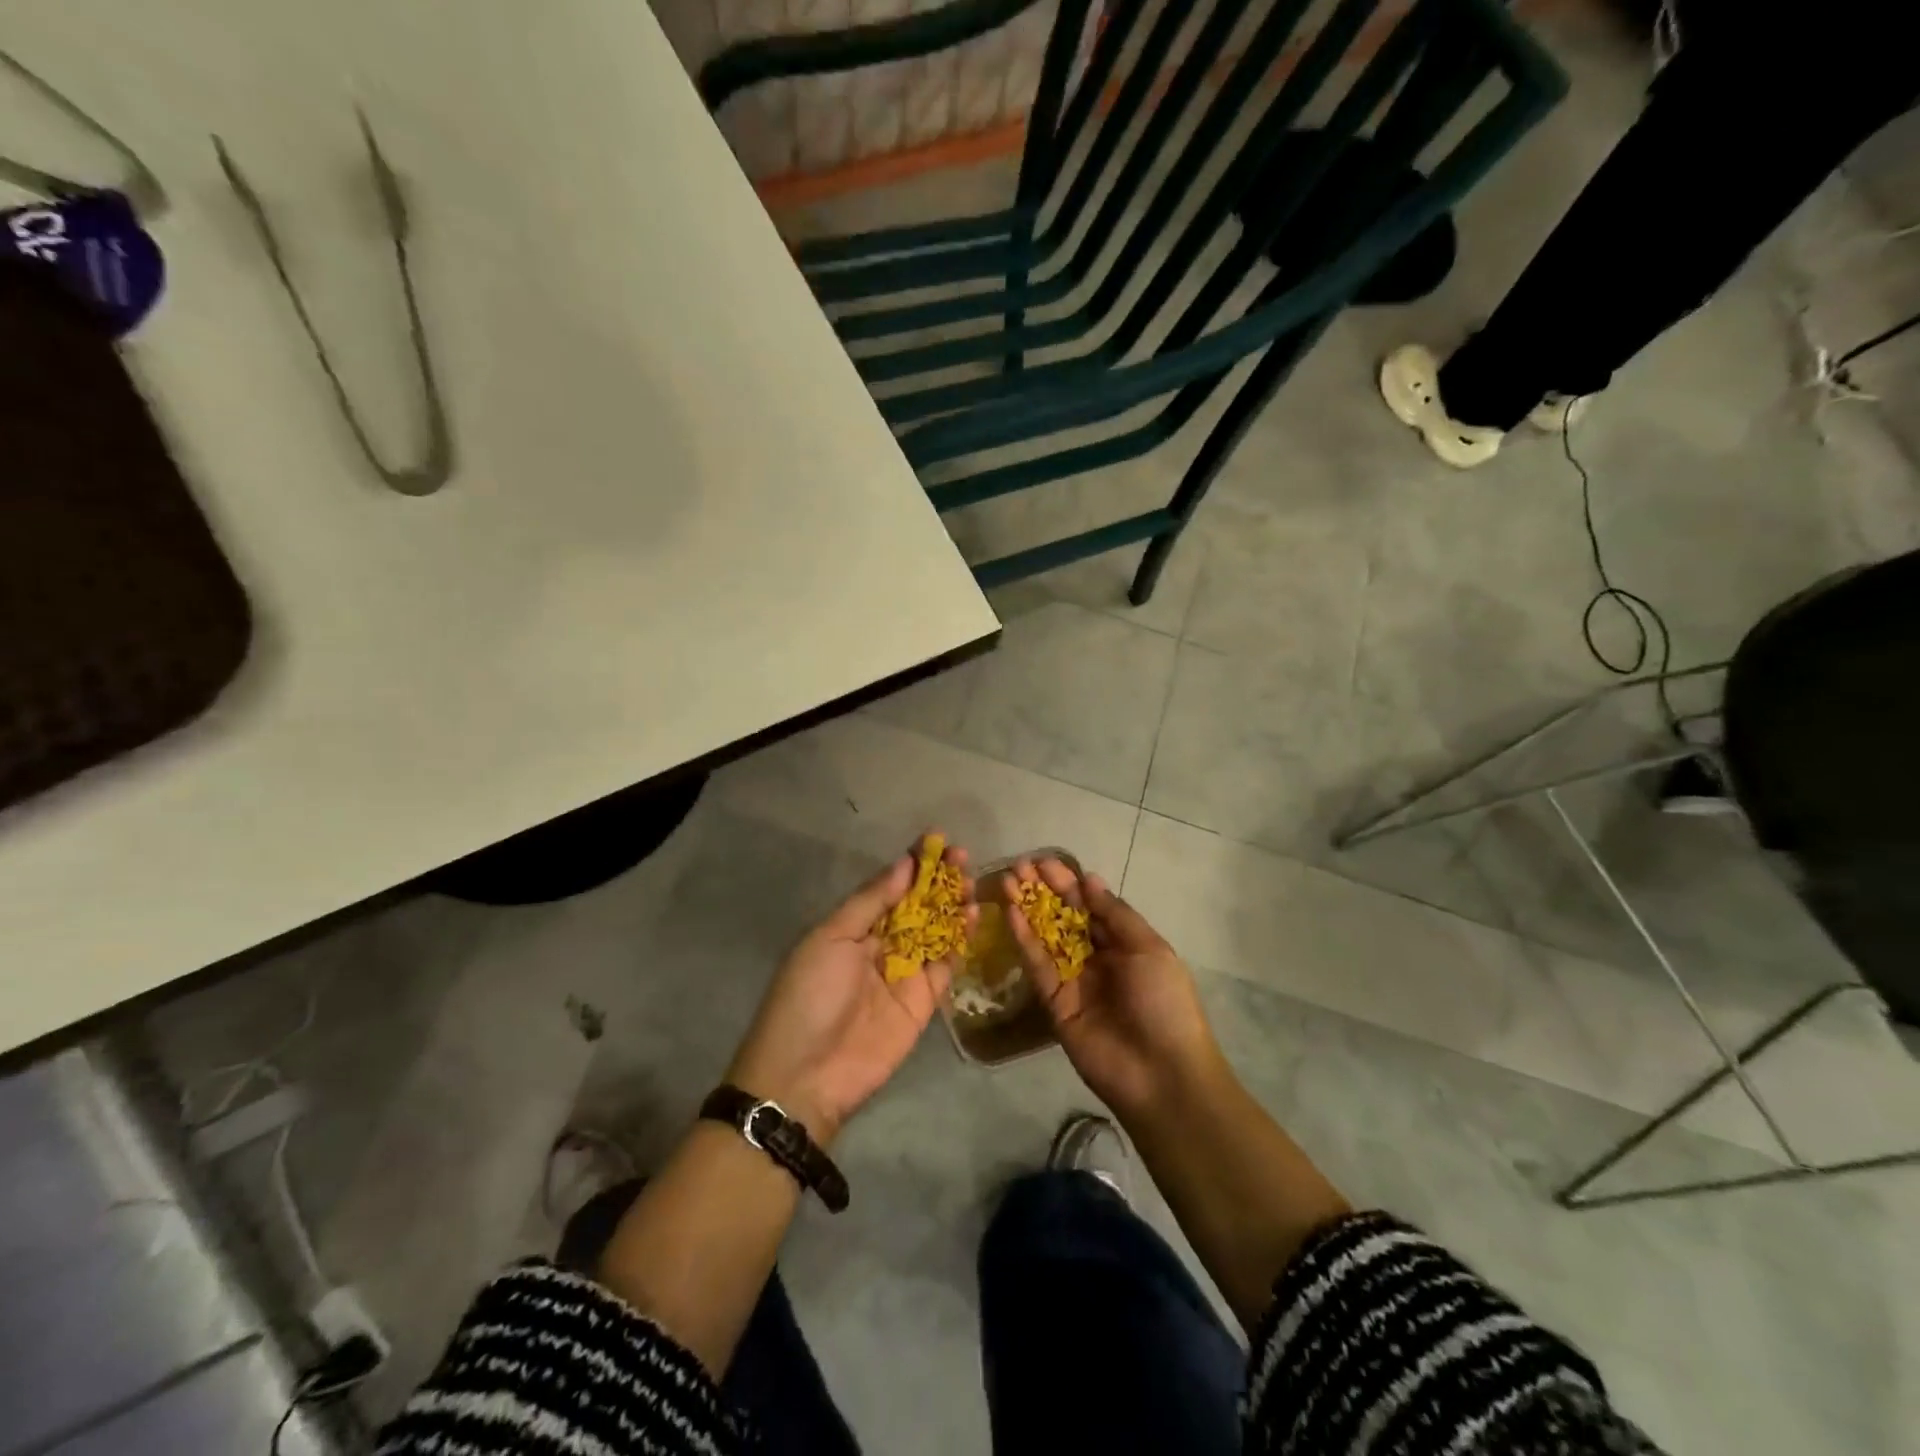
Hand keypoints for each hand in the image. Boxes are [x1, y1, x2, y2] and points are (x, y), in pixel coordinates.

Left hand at [727, 836, 973, 1146]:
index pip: (888, 886)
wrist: (807, 1075)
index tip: (937, 838)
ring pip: (935, 930)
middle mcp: (879, 945)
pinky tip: (974, 915)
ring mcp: (904, 972)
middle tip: (962, 857)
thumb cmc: (809, 995)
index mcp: (851, 927)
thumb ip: (871, 902)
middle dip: (939, 880)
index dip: (912, 863)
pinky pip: (946, 963)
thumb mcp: (830, 938)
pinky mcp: (923, 1000)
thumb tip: (905, 863)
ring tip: (973, 882)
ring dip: (954, 905)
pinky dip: (961, 939)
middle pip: (916, 905)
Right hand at [1004, 859, 1222, 1118]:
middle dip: (1043, 892)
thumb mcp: (1148, 949)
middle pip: (1065, 918)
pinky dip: (1024, 939)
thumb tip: (1089, 878)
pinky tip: (1011, 913)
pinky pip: (1038, 965)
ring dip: (1027, 909)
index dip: (1069, 883)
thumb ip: (1115, 914)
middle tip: (1019, 866)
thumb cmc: (1164, 1003)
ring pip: (1046, 937)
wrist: (1161, 1074)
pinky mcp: (1054, 1002)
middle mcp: (1097, 958)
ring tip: (1006, 881)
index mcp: (1125, 944)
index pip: (1092, 906)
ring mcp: (1074, 980)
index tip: (1045, 862)